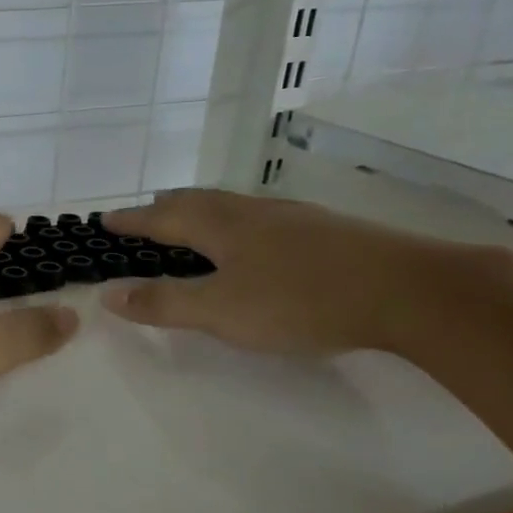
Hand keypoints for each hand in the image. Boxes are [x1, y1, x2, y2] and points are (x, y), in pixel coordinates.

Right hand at [101, 188, 458, 357]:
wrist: (408, 289)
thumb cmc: (301, 300)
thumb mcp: (222, 311)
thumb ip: (164, 303)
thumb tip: (108, 294)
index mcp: (221, 225)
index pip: (162, 218)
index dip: (132, 221)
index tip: (104, 220)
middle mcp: (251, 211)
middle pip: (197, 201)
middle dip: (164, 207)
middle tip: (144, 214)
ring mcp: (290, 217)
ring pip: (231, 205)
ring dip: (200, 211)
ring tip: (190, 221)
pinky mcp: (323, 229)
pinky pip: (259, 217)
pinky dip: (234, 222)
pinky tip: (252, 239)